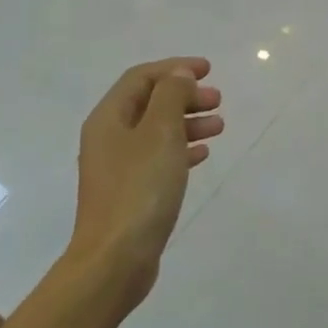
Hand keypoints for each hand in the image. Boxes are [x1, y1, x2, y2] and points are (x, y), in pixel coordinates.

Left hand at [67, 57, 223, 309]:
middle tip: (218, 100)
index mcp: (109, 118)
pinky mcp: (131, 192)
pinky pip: (159, 159)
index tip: (208, 70)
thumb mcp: (160, 134)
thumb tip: (179, 75)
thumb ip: (171, 98)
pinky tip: (203, 154)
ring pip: (157, 131)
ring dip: (187, 122)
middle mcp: (108, 138)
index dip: (175, 69)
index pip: (141, 78)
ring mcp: (118, 167)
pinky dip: (181, 149)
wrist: (116, 258)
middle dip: (184, 96)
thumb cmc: (140, 190)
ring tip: (219, 126)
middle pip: (149, 103)